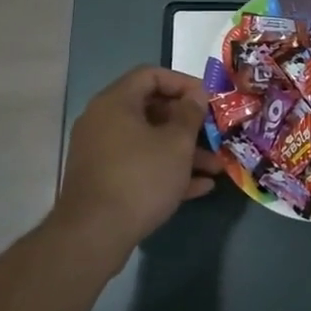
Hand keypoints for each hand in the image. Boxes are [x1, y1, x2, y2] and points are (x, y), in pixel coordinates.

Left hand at [54, 66, 227, 256]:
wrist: (94, 235)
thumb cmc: (140, 178)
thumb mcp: (176, 143)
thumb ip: (190, 114)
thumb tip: (196, 95)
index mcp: (116, 102)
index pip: (151, 75)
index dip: (183, 83)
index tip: (208, 99)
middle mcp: (103, 121)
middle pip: (151, 110)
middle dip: (188, 123)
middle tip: (214, 133)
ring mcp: (101, 152)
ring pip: (148, 142)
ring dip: (183, 151)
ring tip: (216, 167)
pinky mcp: (103, 180)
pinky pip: (139, 165)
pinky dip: (166, 170)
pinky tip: (199, 187)